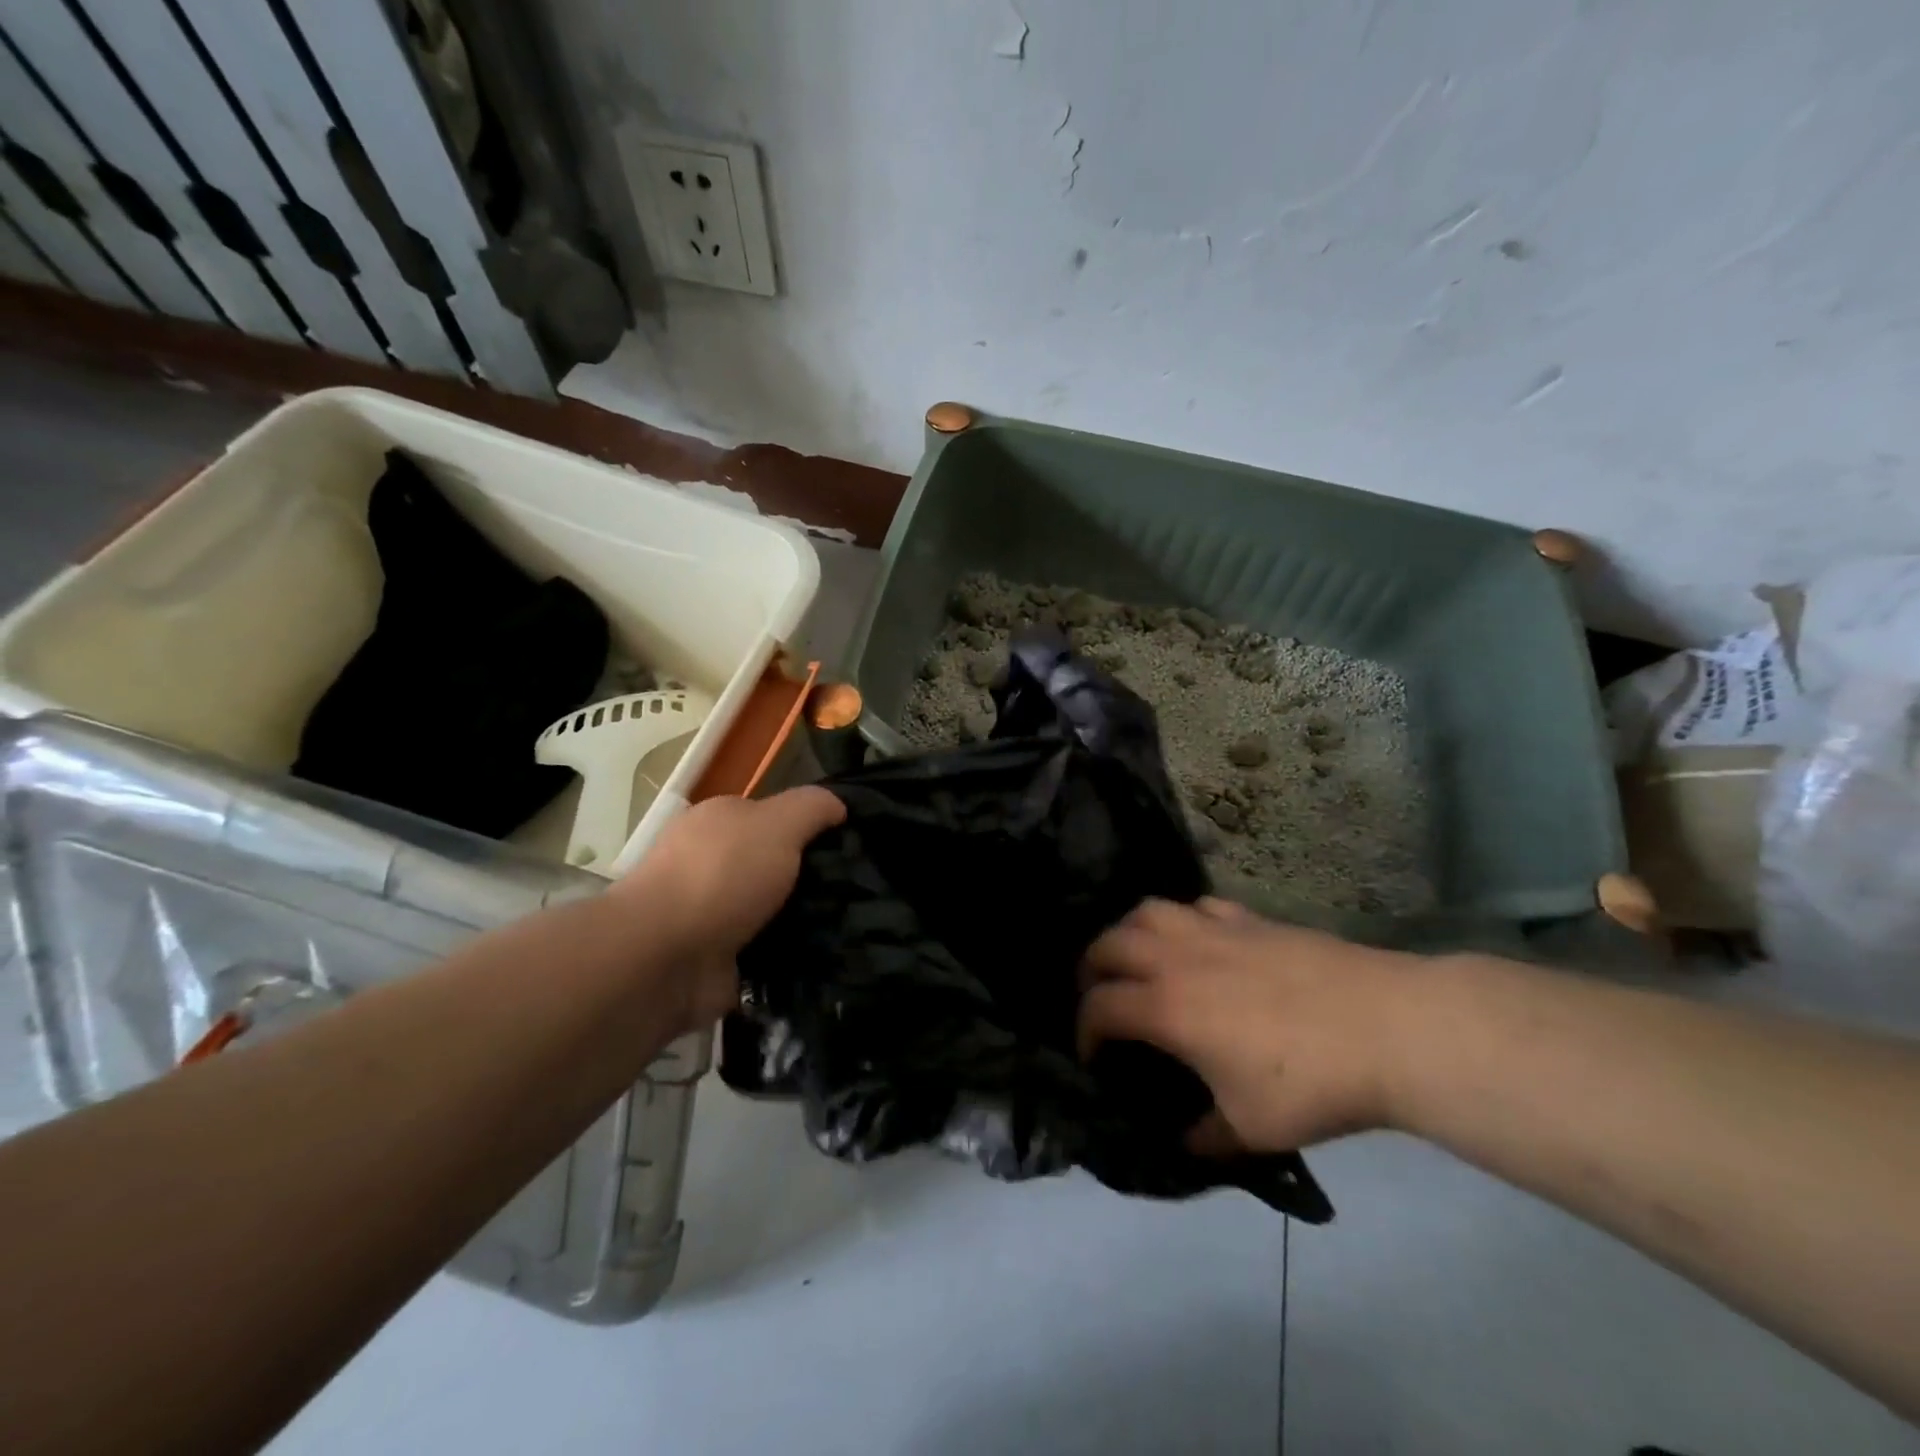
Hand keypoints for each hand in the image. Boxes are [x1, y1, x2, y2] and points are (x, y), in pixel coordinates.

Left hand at [615, 786, 844, 1028]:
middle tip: (858, 891)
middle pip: (774, 865)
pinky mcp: (715, 960)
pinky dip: (788, 958)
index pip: (774, 818)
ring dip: (803, 921)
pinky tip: (824, 959)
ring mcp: (710, 914)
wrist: (663, 957)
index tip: (851, 847)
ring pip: (772, 911)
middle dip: (811, 879)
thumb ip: (812, 807)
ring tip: (852, 928)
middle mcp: (711, 864)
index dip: (811, 829)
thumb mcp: (778, 822)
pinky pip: (765, 954)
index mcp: (719, 822)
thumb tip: (839, 806)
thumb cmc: (721, 875)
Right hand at [1079, 898, 1420, 1153]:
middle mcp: (1177, 958)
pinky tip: (1196, 942)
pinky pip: (1196, 906)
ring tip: (1135, 958)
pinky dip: (1181, 921)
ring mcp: (1213, 930)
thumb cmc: (1312, 1083)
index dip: (1084, 1032)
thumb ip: (1206, 1137)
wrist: (1388, 1028)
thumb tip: (1183, 1140)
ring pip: (1147, 911)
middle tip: (1100, 998)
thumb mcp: (1251, 1129)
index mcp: (1167, 1008)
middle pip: (1108, 945)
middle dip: (1090, 971)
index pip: (1099, 1007)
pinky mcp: (1249, 918)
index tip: (1093, 1056)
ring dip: (1127, 933)